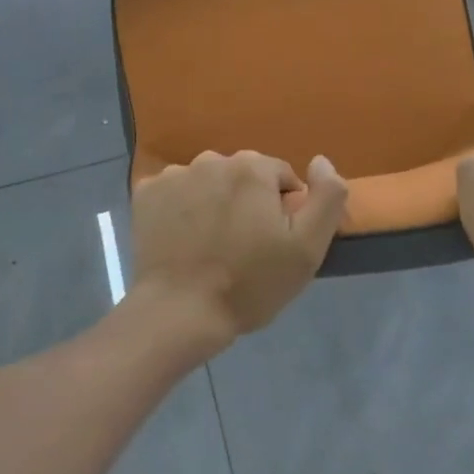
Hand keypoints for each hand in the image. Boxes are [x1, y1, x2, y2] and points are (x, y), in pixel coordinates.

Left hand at [130, 150, 348, 347]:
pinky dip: (182, 208)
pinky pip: (175, 192)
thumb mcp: (307, 248)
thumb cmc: (250, 284)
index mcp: (252, 167)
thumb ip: (327, 196)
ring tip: (211, 244)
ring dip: (214, 202)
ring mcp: (174, 175)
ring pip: (208, 182)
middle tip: (244, 246)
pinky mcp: (146, 194)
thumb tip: (320, 160)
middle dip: (248, 202)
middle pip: (242, 176)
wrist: (180, 313)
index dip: (283, 209)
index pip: (280, 176)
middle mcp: (212, 160)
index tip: (274, 242)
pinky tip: (183, 239)